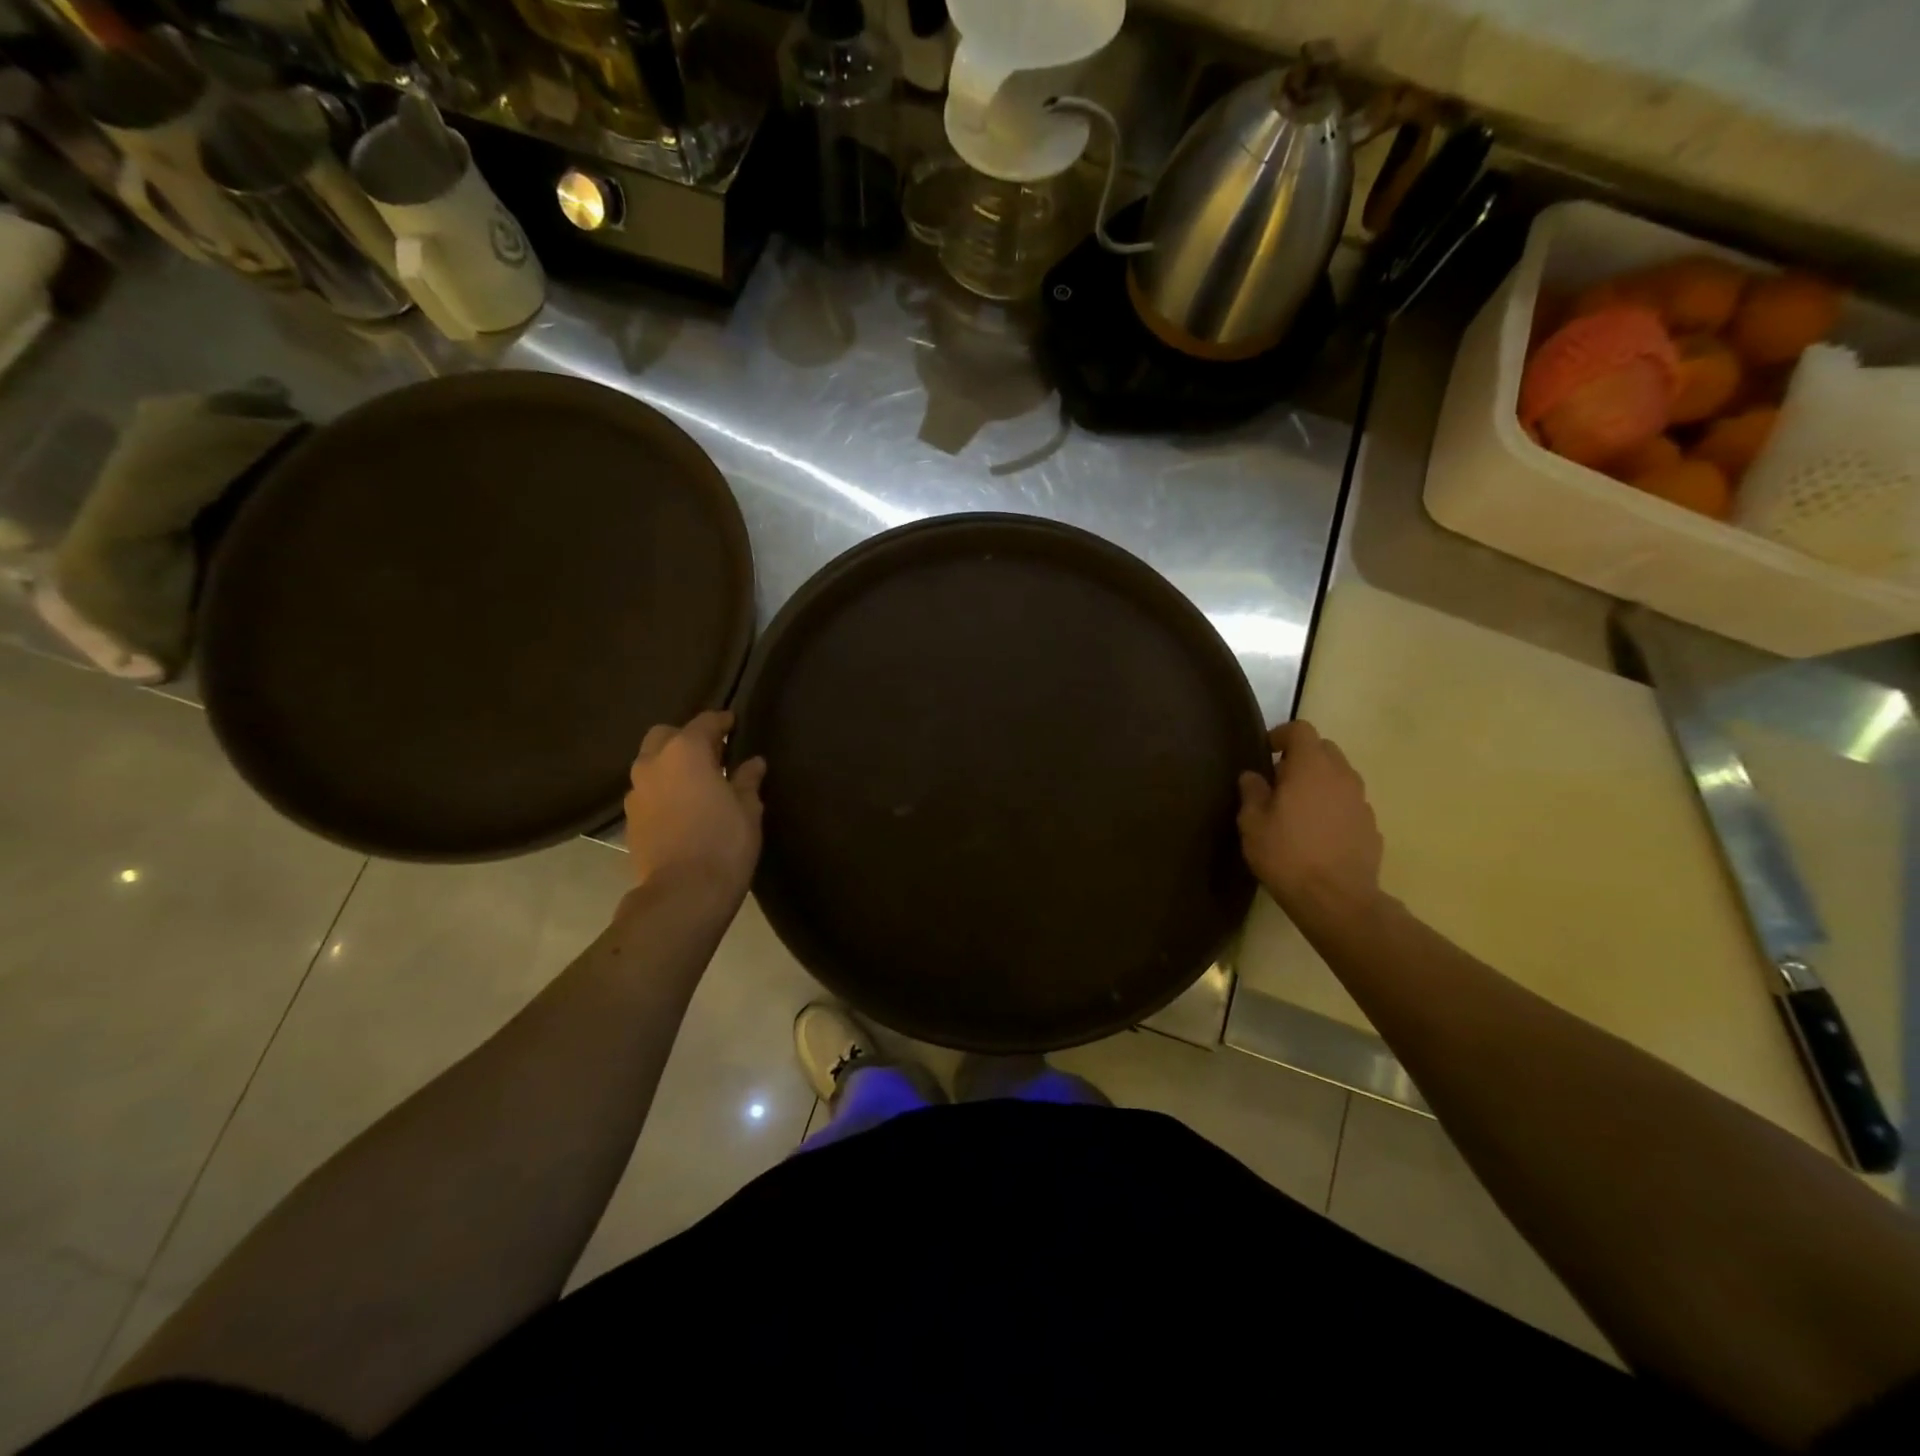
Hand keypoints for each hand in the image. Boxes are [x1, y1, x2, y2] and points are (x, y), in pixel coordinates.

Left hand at [624, 711, 765, 905]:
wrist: (683, 894)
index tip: (734, 724)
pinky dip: (663, 791)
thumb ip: (747, 781)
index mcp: (685, 752)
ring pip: (650, 764)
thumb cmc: (724, 843)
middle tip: (712, 755)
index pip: (704, 722)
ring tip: (696, 783)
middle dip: (686, 738)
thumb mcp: (748, 809)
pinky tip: (682, 808)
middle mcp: (653, 764)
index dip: (722, 721)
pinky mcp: (629, 820)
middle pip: (665, 736)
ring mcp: (636, 792)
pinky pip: (647, 792)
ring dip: (671, 766)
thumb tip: (753, 763)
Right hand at [1238, 720, 1383, 930]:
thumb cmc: (1286, 854)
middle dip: (1302, 757)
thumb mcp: (1253, 823)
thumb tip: (1253, 776)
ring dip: (1319, 783)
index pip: (1301, 730)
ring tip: (1298, 809)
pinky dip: (1333, 807)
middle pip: (1324, 749)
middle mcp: (1342, 776)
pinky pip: (1348, 804)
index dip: (1281, 735)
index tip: (1266, 752)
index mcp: (1311, 767)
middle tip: (1279, 781)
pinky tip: (1317, 833)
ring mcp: (1362, 801)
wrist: (1336, 900)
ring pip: (1339, 777)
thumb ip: (1252, 792)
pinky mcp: (1371, 826)